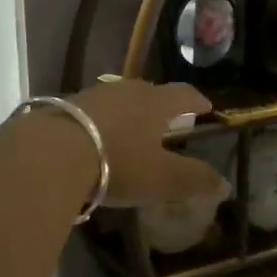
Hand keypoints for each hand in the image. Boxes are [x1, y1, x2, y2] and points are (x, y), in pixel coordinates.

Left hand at [70, 79, 229, 212]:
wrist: (51, 152)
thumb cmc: (118, 162)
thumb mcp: (161, 178)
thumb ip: (194, 180)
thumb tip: (225, 185)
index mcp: (155, 103)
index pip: (183, 94)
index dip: (196, 100)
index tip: (206, 106)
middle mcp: (126, 91)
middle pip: (150, 92)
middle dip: (162, 105)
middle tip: (169, 118)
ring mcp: (93, 96)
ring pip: (119, 100)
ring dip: (129, 112)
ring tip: (132, 129)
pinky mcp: (64, 107)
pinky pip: (93, 111)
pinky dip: (102, 122)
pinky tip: (96, 139)